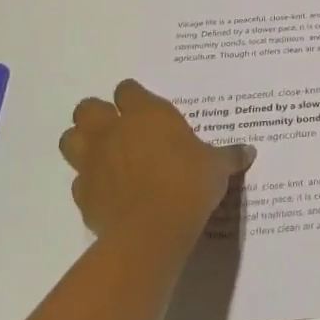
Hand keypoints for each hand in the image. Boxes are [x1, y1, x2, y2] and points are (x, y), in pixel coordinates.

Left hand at [58, 80, 254, 247]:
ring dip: (83, 142)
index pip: (128, 90)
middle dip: (99, 114)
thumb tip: (249, 151)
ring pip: (70, 138)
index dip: (134, 98)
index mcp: (146, 114)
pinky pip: (79, 179)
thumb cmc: (189, 184)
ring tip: (105, 154)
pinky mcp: (82, 193)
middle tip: (120, 127)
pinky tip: (109, 190)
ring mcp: (92, 161)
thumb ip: (229, 156)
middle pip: (88, 108)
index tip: (147, 109)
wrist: (152, 229)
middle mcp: (113, 131)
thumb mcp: (217, 167)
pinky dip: (90, 181)